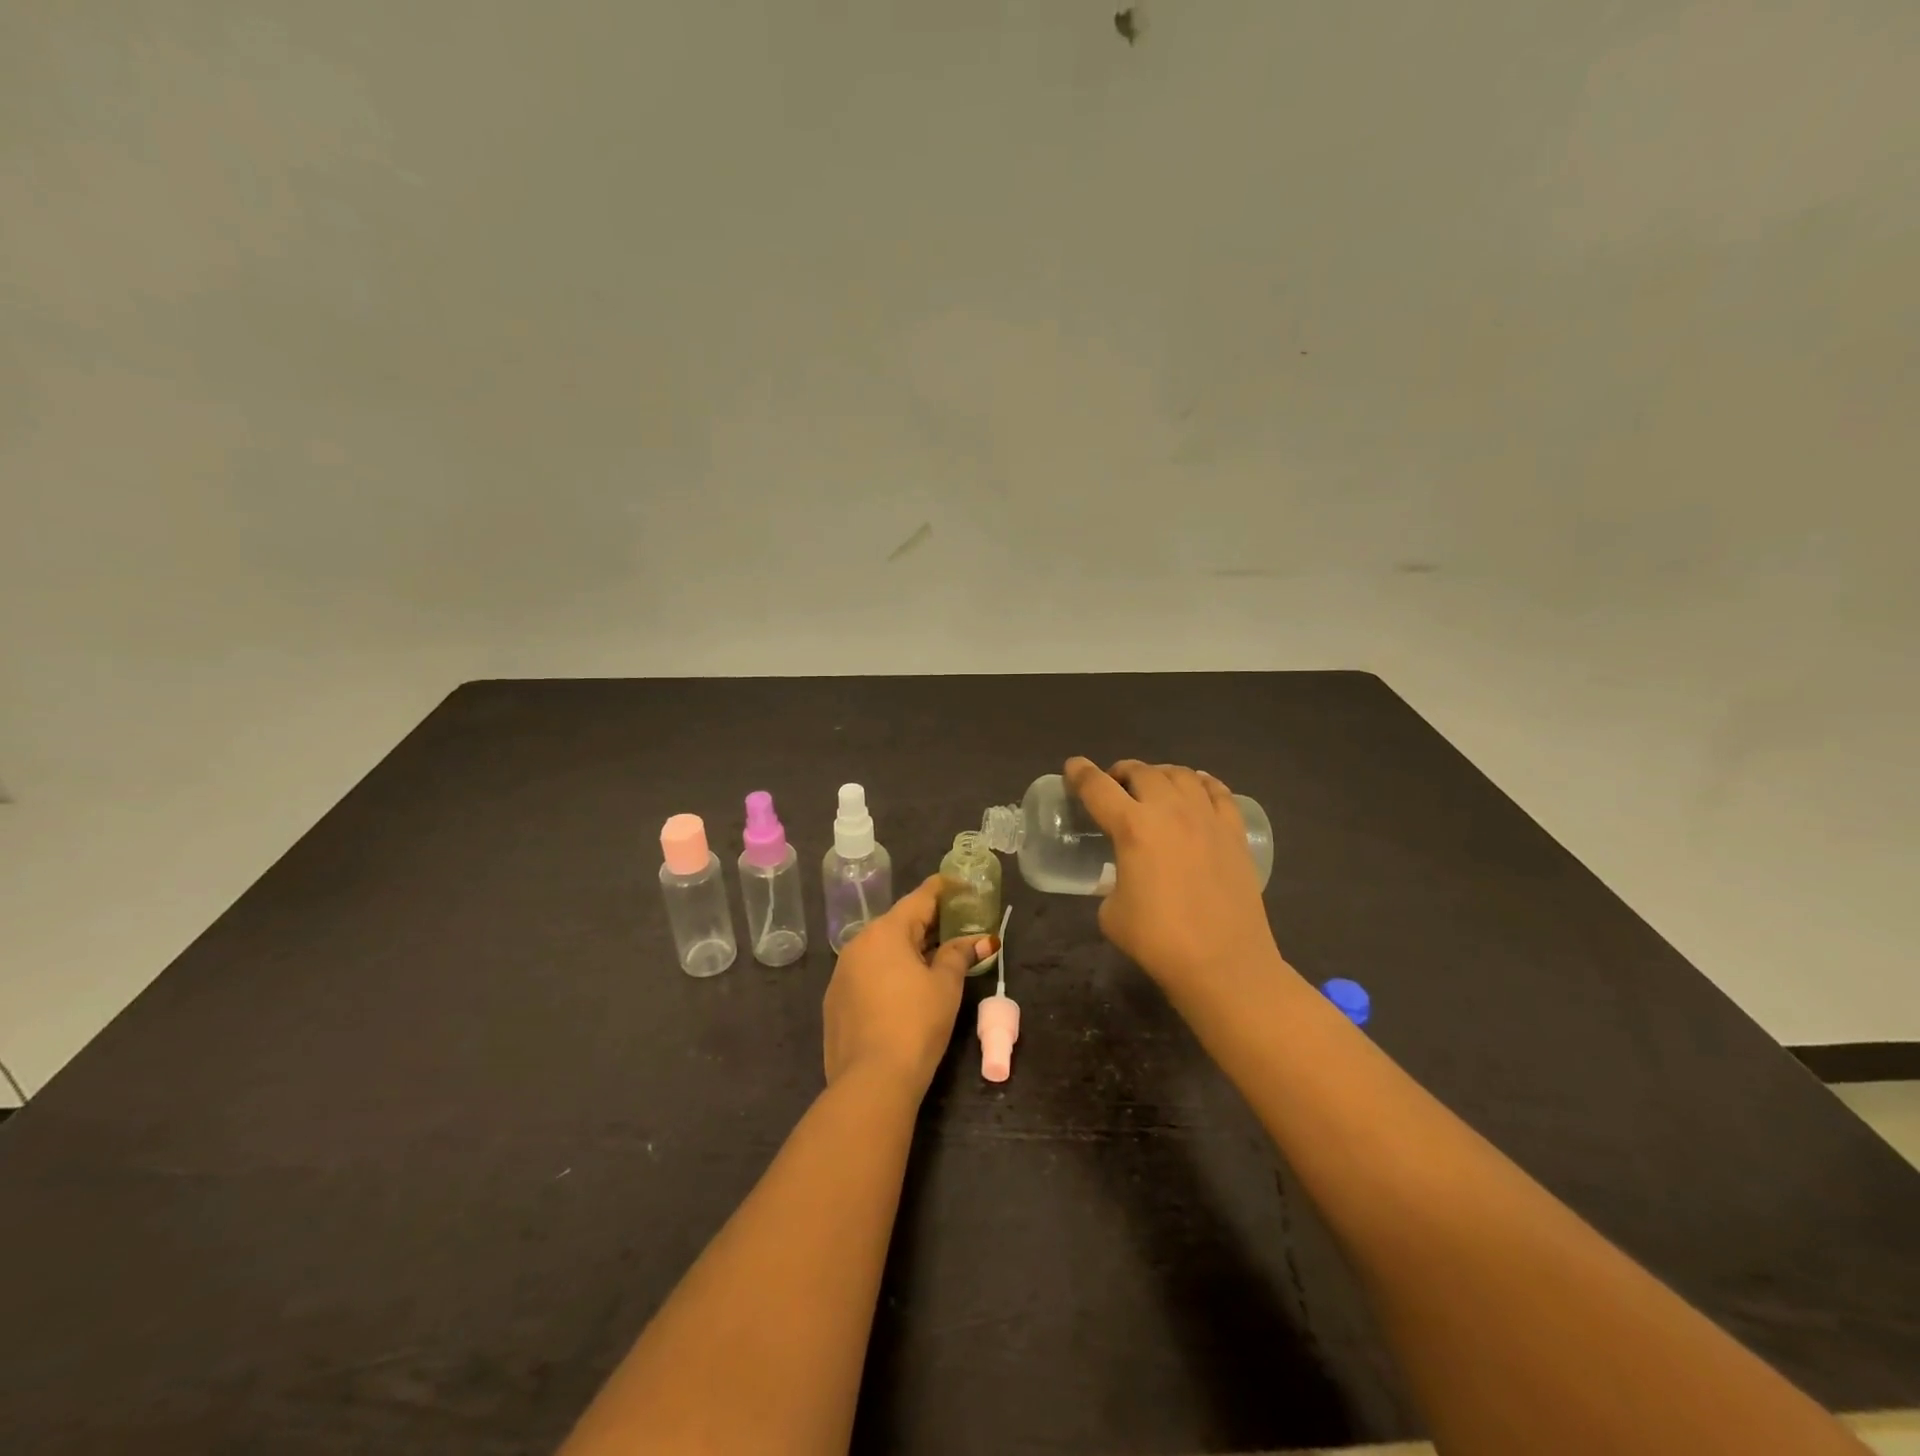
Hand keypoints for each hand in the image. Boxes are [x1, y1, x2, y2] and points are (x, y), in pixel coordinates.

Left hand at [823, 875, 995, 1097]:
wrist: (871, 1081)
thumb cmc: (916, 1024)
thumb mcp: (945, 986)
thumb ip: (960, 955)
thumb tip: (982, 940)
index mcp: (886, 931)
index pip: (920, 897)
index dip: (944, 888)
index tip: (963, 884)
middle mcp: (859, 943)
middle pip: (899, 922)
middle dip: (929, 922)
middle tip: (957, 925)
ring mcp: (842, 972)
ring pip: (881, 948)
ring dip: (908, 948)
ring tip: (935, 958)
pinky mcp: (835, 1000)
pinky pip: (868, 972)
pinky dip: (889, 971)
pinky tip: (905, 990)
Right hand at [1064, 757, 1285, 998]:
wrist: (1223, 963)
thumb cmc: (1158, 941)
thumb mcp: (1111, 912)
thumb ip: (1112, 882)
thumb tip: (1124, 879)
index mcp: (1132, 828)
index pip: (1097, 787)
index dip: (1080, 772)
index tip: (1073, 767)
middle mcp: (1169, 811)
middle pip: (1140, 772)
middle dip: (1121, 772)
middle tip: (1114, 786)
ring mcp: (1206, 818)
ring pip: (1180, 774)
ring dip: (1158, 774)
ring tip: (1153, 786)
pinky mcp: (1234, 832)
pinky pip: (1218, 791)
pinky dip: (1200, 783)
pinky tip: (1195, 788)